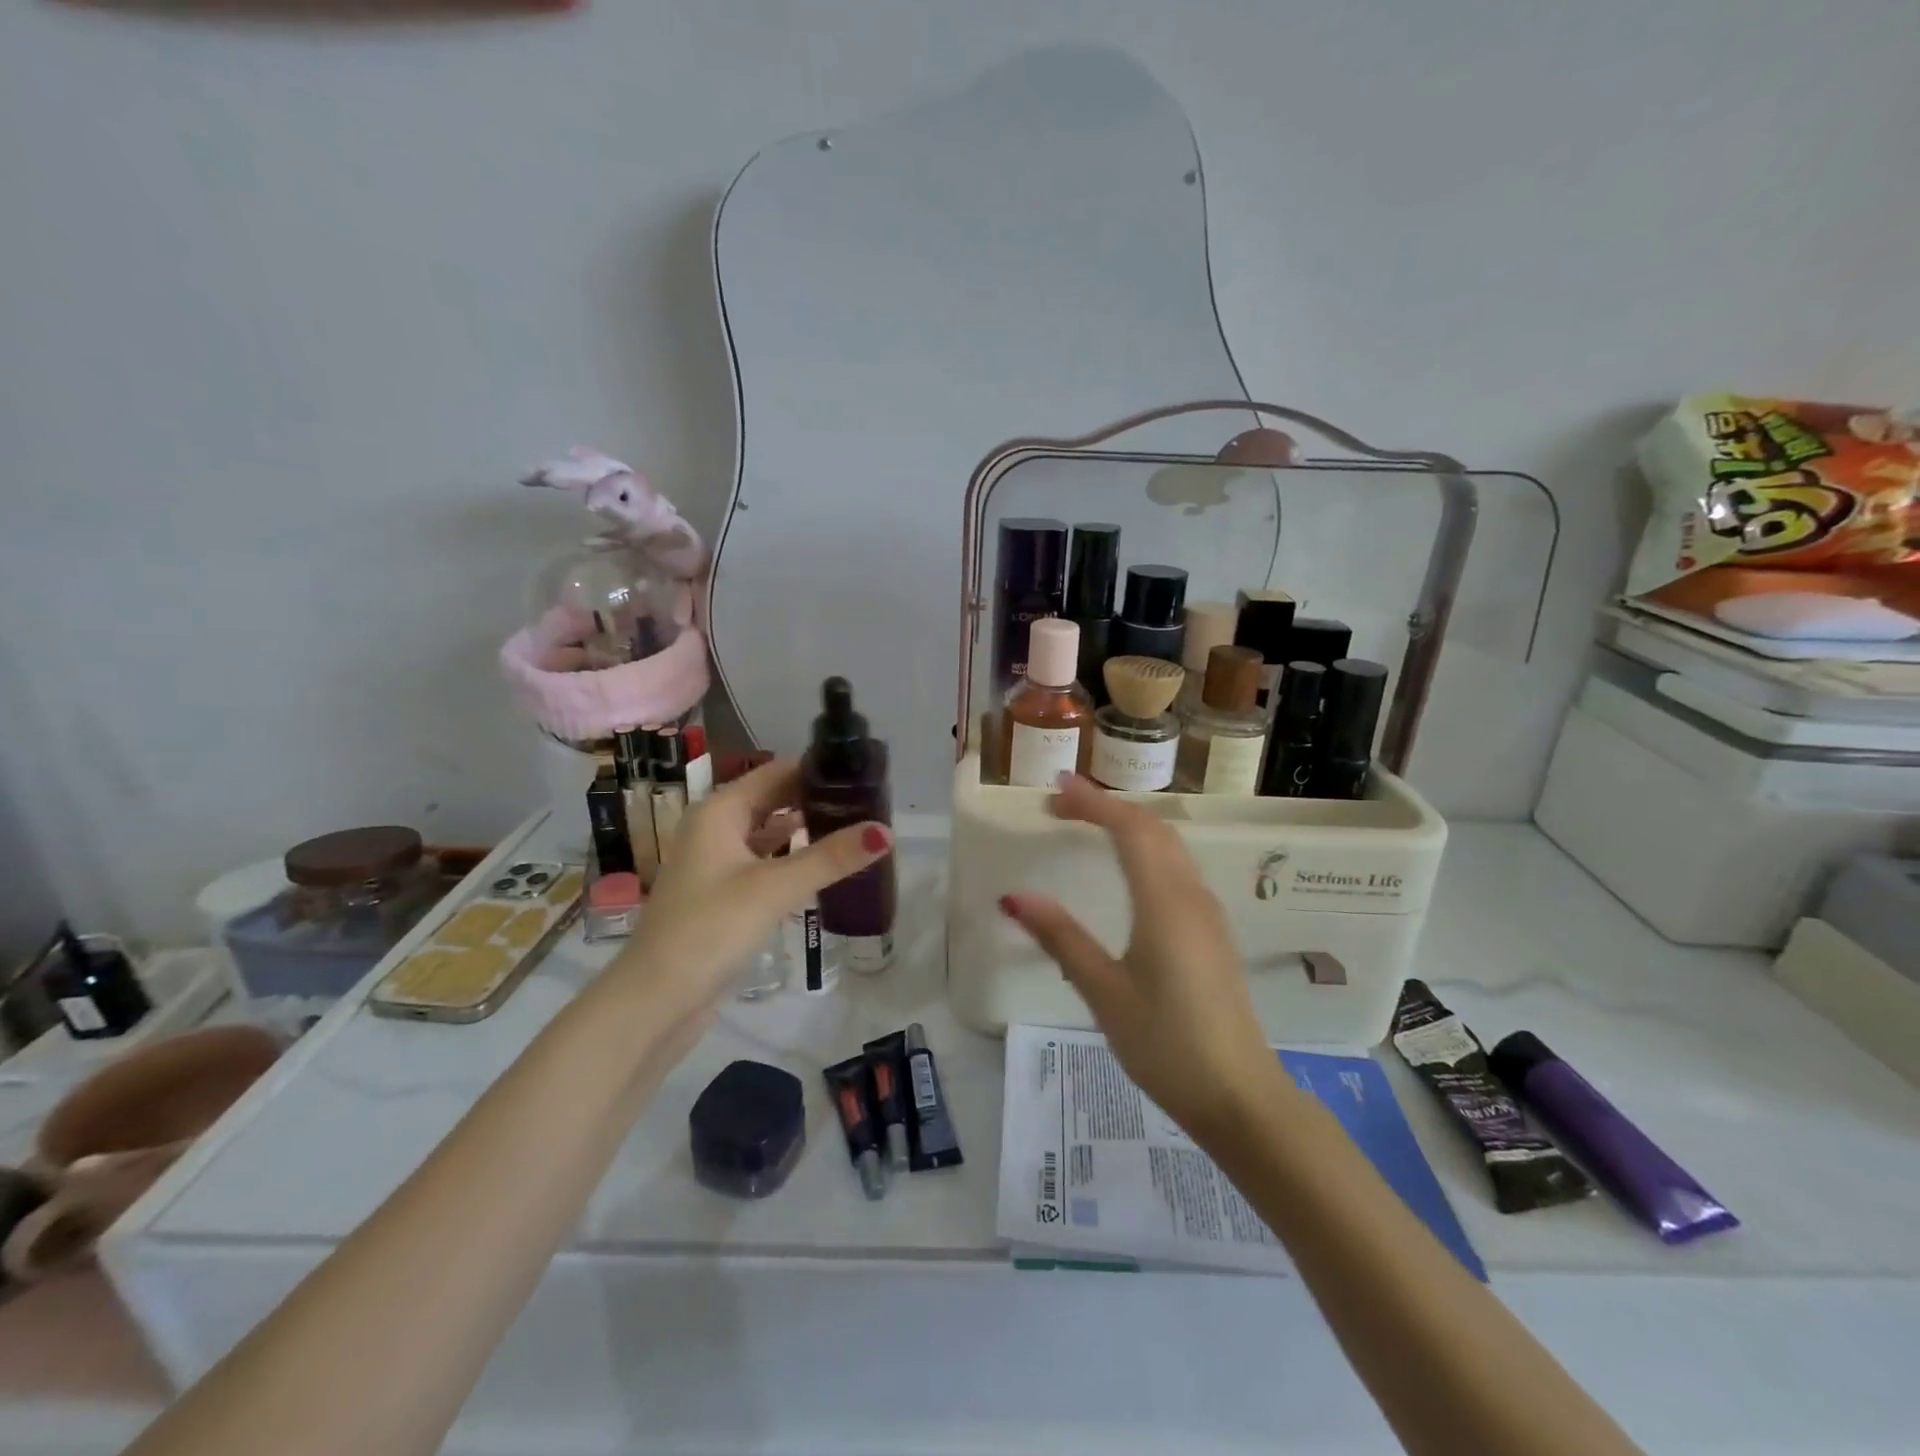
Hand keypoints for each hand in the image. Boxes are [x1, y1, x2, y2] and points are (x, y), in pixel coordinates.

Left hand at [610, 757, 890, 1020]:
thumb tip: (886, 831)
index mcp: (719, 811)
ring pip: (769, 833)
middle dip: (816, 799)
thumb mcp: (775, 888)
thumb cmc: (711, 929)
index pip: (776, 772)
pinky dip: (792, 859)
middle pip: (773, 800)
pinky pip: (765, 863)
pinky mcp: (723, 895)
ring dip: (806, 830)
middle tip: (869, 800)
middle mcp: (715, 829)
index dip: (817, 768)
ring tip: (855, 827)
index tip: (862, 770)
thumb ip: (831, 857)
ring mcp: (716, 863)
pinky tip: (824, 867)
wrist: (656, 1000)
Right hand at [999, 776, 1282, 1139]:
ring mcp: (1208, 913)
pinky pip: (1178, 869)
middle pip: (1154, 829)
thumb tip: (1013, 897)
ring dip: (1131, 825)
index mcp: (1164, 902)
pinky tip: (1128, 869)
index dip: (1093, 801)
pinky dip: (1147, 849)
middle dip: (1109, 806)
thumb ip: (1061, 938)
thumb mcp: (1104, 992)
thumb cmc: (1166, 1044)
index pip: (1129, 828)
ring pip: (1171, 847)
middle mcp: (1191, 895)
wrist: (1240, 1097)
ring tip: (1090, 824)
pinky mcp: (1213, 933)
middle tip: (1063, 803)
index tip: (1056, 789)